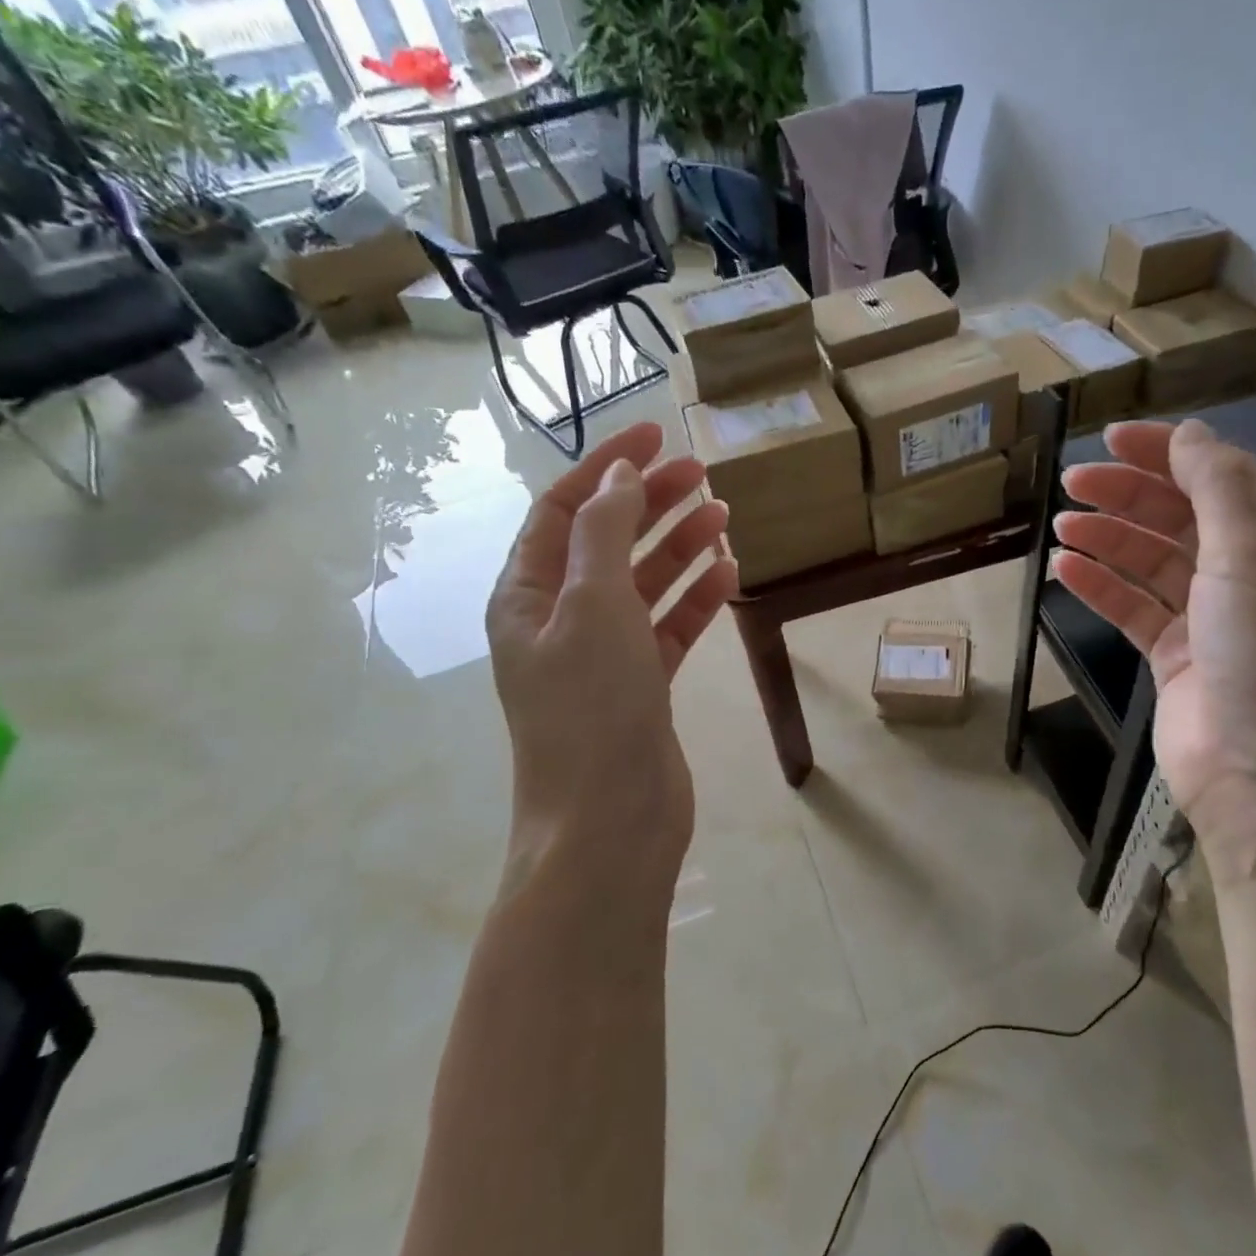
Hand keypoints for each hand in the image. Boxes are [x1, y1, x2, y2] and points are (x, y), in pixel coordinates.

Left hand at [486, 421, 737, 884]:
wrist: (609, 822)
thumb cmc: (592, 707)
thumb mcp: (593, 605)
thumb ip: (604, 532)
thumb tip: (619, 473)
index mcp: (528, 594)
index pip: (565, 510)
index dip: (609, 466)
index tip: (657, 433)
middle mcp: (559, 618)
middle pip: (608, 540)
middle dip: (650, 501)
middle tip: (702, 472)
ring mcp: (602, 653)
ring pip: (642, 581)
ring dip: (678, 546)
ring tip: (722, 515)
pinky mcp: (640, 684)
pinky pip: (668, 626)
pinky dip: (694, 598)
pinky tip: (727, 574)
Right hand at [1055, 418, 1255, 836]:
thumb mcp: (1252, 557)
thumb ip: (1219, 488)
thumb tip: (1190, 433)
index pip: (1222, 478)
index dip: (1168, 453)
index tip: (1111, 439)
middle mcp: (1250, 575)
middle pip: (1181, 516)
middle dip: (1128, 494)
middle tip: (1072, 482)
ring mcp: (1210, 617)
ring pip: (1151, 561)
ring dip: (1108, 538)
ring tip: (1062, 524)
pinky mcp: (1175, 654)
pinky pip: (1134, 606)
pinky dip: (1101, 586)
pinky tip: (1066, 569)